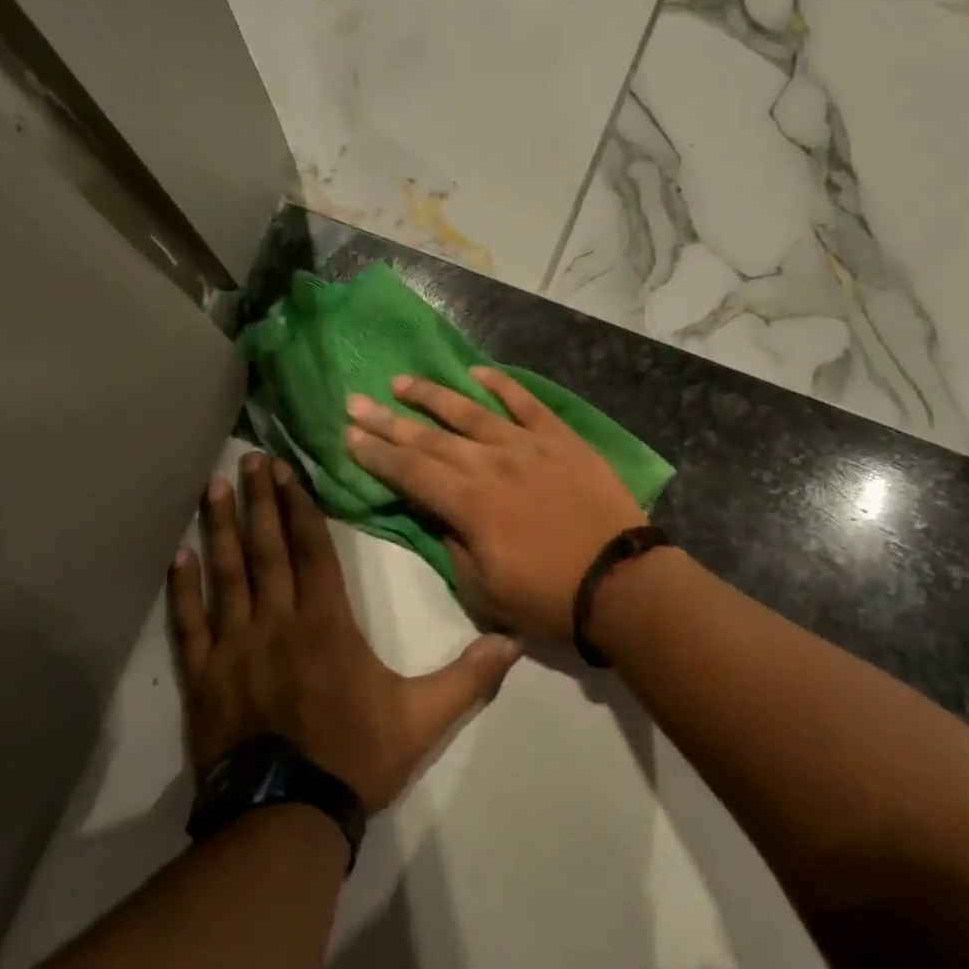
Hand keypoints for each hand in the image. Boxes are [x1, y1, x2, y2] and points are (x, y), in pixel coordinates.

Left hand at [169, 452, 521, 814]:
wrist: (283, 820)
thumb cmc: (353, 758)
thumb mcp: (422, 719)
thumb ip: (467, 678)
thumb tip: (514, 644)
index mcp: (326, 621)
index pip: (310, 548)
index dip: (297, 505)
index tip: (285, 470)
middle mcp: (277, 620)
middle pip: (266, 548)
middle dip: (259, 500)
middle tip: (248, 459)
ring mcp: (234, 647)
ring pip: (226, 574)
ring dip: (220, 528)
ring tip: (213, 487)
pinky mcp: (204, 677)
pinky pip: (190, 623)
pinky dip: (183, 588)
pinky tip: (178, 556)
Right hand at [343, 367, 648, 640]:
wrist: (621, 581)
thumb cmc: (548, 595)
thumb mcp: (484, 588)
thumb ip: (452, 543)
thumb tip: (437, 511)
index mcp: (468, 503)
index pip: (409, 471)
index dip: (375, 453)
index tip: (348, 434)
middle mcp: (490, 462)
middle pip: (429, 436)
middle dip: (388, 420)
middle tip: (355, 400)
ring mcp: (527, 444)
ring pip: (470, 411)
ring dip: (432, 396)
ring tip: (401, 381)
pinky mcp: (560, 438)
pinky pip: (526, 403)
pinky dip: (500, 385)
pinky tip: (477, 372)